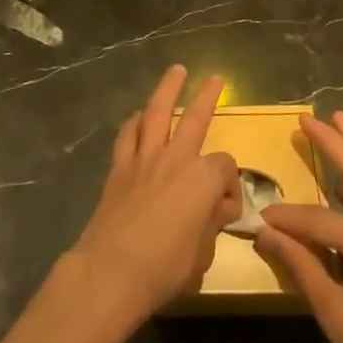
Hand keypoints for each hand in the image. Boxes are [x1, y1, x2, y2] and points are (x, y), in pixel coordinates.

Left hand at [67, 65, 240, 331]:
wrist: (111, 271)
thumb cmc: (165, 269)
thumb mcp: (203, 255)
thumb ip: (212, 225)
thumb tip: (218, 209)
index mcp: (202, 180)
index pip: (226, 167)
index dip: (231, 186)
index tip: (226, 209)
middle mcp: (175, 159)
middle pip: (195, 117)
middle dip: (207, 96)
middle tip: (215, 79)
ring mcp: (144, 158)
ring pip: (157, 112)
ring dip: (167, 89)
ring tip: (175, 71)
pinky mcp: (119, 167)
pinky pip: (128, 134)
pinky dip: (135, 122)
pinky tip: (139, 117)